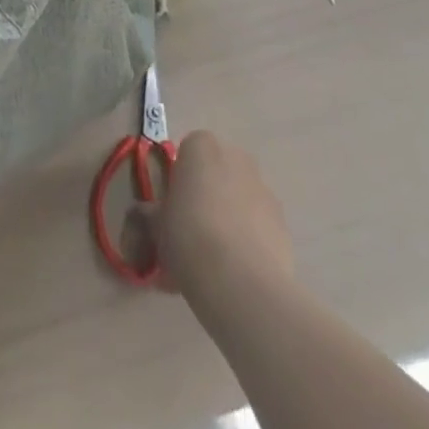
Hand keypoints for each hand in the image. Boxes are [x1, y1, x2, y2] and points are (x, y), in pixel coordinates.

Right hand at [125, 131, 294, 302]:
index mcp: (201, 146)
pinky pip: (260, 225)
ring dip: (230, 216)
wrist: (240, 282)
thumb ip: (151, 214)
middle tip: (192, 229)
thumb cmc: (188, 236)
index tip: (173, 207)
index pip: (187, 152)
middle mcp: (236, 158)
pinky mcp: (284, 224)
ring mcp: (265, 190)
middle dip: (207, 194)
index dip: (179, 180)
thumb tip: (144, 215)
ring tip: (217, 258)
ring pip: (240, 198)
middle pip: (217, 172)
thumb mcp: (156, 225)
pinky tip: (238, 270)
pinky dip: (250, 239)